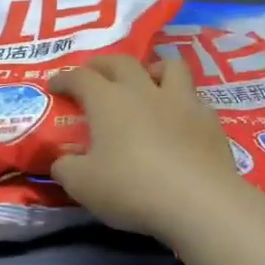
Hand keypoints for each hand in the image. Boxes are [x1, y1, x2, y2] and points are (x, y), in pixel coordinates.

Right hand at [49, 54, 251, 242]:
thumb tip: (62, 160)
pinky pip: (194, 98)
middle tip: (95, 74)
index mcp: (108, 100)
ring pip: (169, 67)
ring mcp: (181, 102)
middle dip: (103, 65)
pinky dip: (181, 102)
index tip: (55, 85)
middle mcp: (144, 91)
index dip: (64, 78)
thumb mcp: (82, 185)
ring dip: (152, 69)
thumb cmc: (131, 187)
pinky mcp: (210, 121)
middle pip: (122, 62)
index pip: (80, 77)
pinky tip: (178, 119)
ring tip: (146, 82)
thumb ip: (66, 168)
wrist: (199, 202)